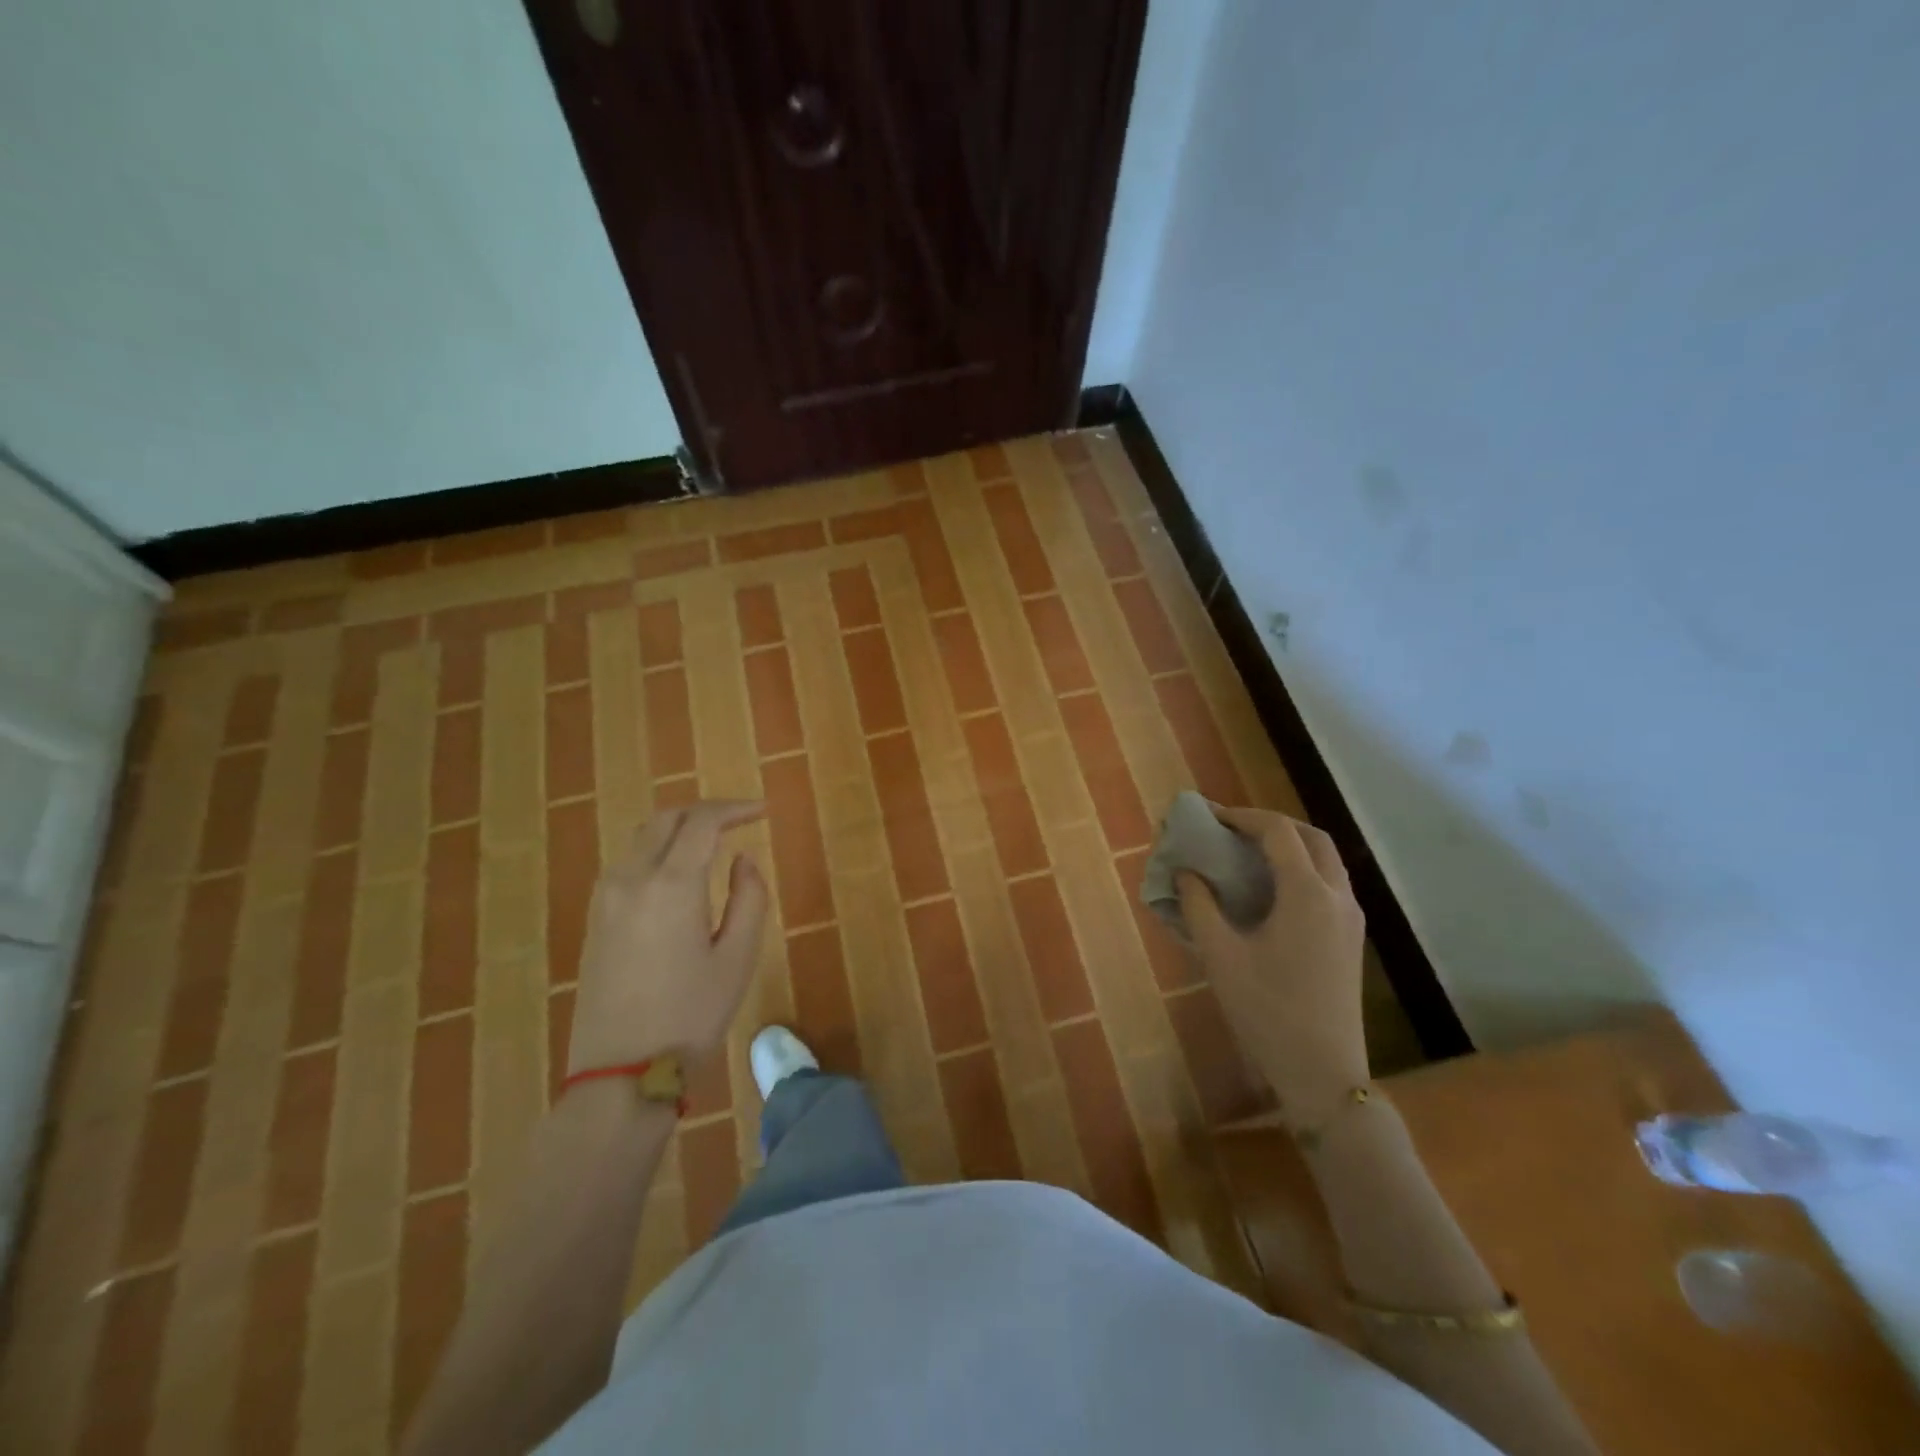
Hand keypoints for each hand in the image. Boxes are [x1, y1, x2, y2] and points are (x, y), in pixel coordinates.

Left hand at [566, 800, 769, 1077]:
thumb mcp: (737, 958)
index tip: (763, 810)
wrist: (620, 1073)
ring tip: (712, 843)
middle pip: (666, 819)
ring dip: (678, 829)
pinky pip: (628, 863)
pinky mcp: (595, 919)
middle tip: (739, 820)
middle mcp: (631, 879)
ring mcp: (606, 898)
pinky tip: (679, 874)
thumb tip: (742, 860)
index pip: (702, 822)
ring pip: (642, 838)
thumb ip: (749, 898)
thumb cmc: (690, 1015)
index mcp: (670, 884)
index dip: (735, 808)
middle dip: (704, 811)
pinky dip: (657, 851)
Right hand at [1176, 807, 1369, 1116]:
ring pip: (1327, 860)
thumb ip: (1199, 905)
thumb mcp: (1220, 955)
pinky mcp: (1351, 939)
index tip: (1210, 817)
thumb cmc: (1266, 1010)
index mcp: (1307, 894)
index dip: (1242, 816)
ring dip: (1291, 845)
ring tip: (1250, 852)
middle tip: (1233, 829)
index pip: (1278, 832)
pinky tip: (1272, 890)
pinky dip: (1302, 869)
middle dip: (1272, 824)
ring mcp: (1351, 919)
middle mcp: (1337, 897)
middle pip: (1311, 837)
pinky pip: (1330, 884)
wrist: (1323, 1072)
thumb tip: (1187, 872)